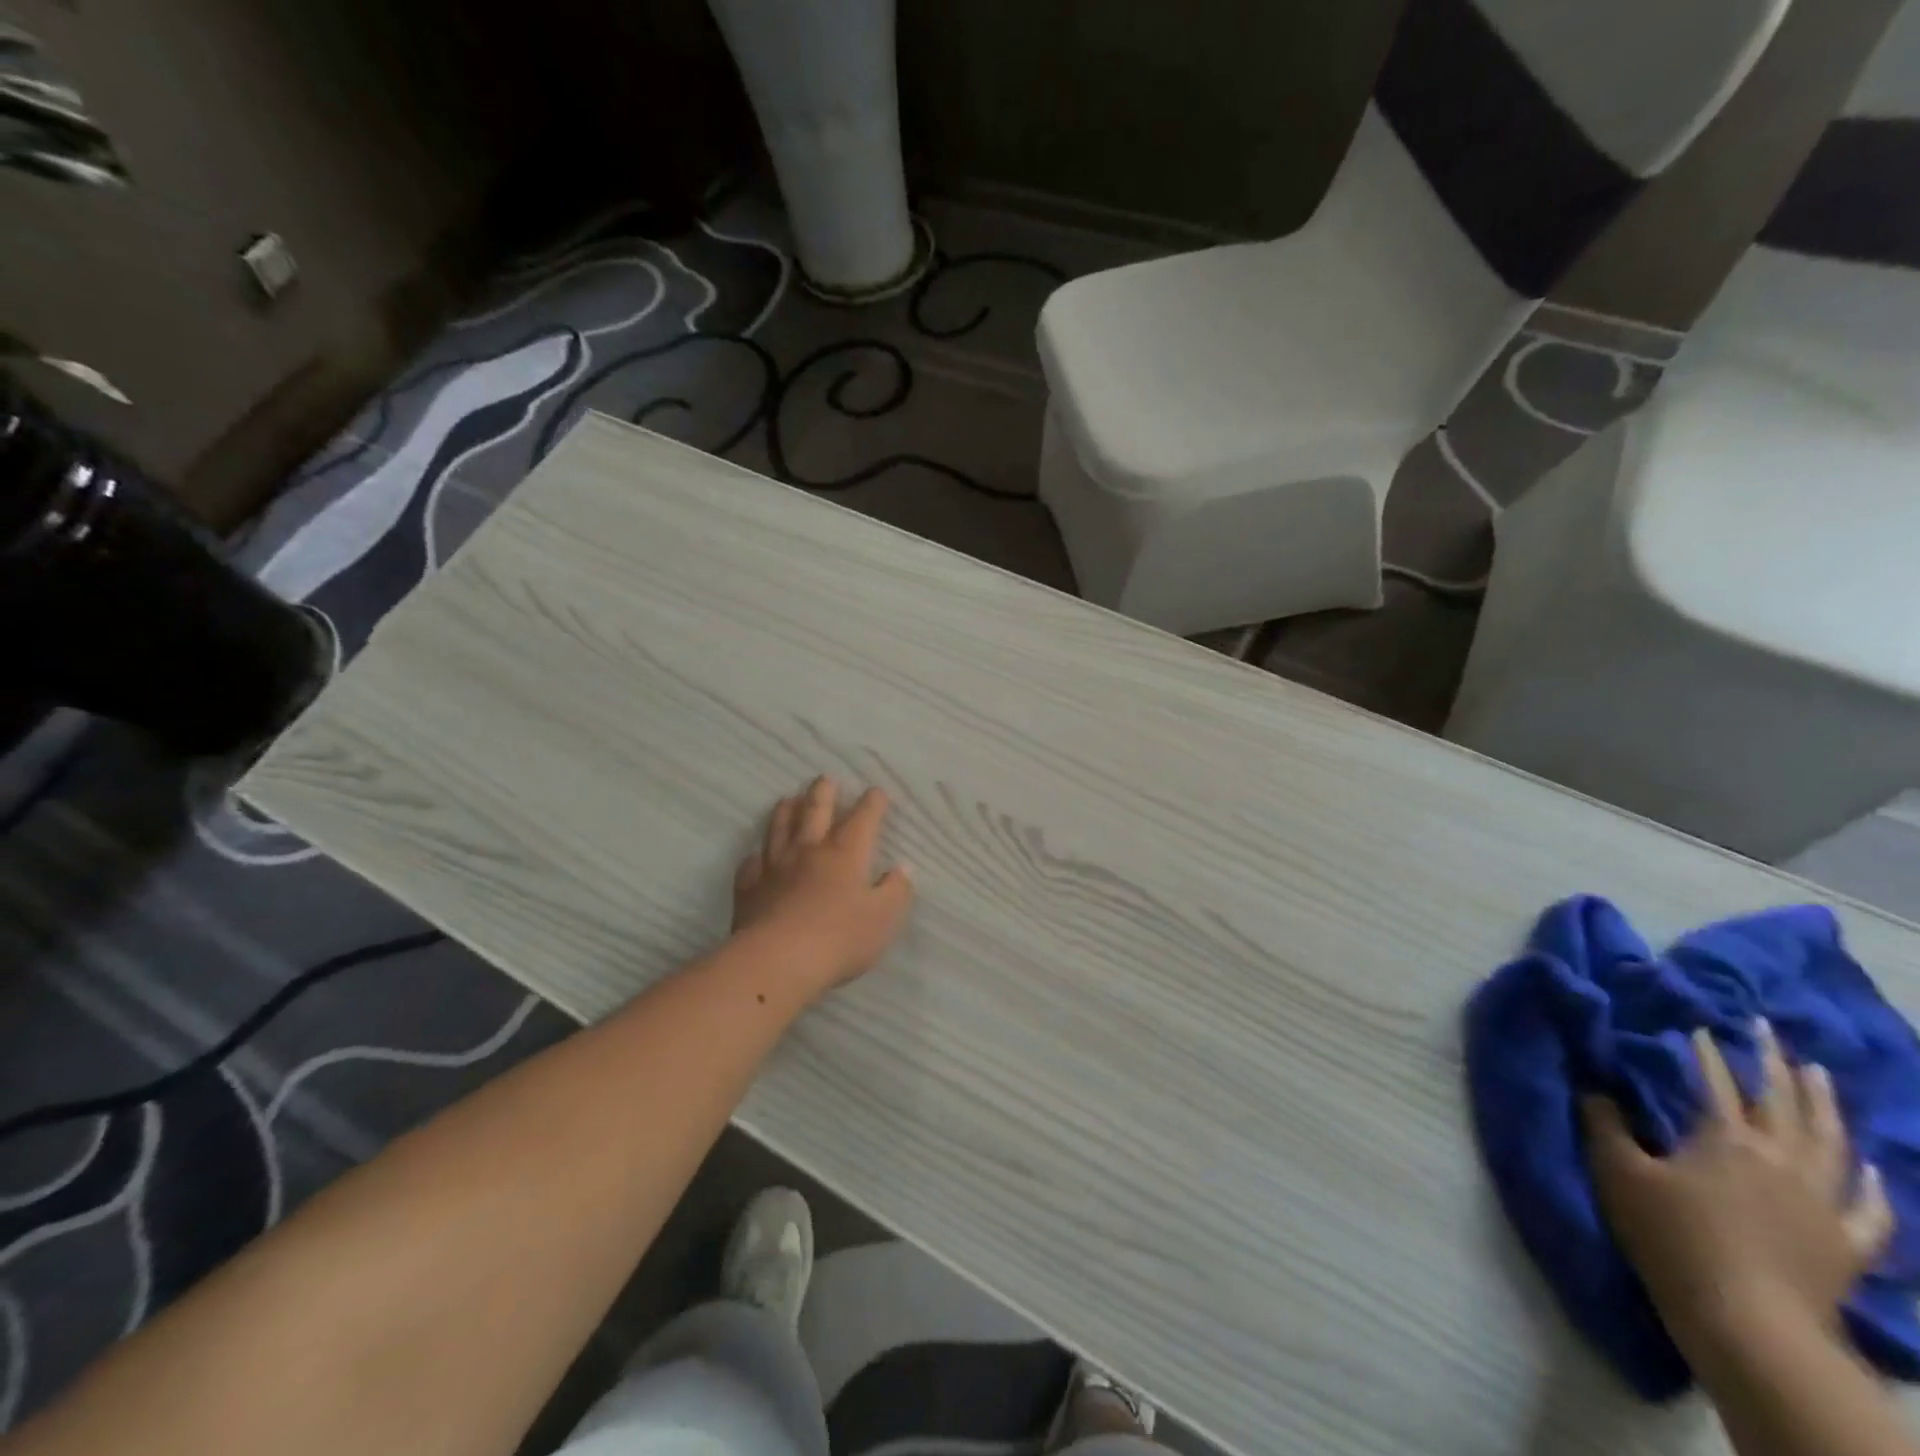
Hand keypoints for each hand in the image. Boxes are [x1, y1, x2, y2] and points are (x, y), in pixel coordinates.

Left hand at [731, 776, 914, 999]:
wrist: (778, 961)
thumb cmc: (840, 938)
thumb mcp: (884, 918)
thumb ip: (896, 891)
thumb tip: (901, 870)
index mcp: (846, 853)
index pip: (863, 818)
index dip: (872, 803)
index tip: (876, 792)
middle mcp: (809, 850)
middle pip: (815, 811)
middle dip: (823, 793)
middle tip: (825, 778)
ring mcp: (775, 868)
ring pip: (779, 829)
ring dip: (786, 811)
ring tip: (788, 799)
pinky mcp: (750, 890)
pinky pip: (751, 865)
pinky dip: (756, 857)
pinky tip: (757, 857)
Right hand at [1584, 1023, 1893, 1361]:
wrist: (1748, 1324)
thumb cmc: (1672, 1238)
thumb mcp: (1618, 1173)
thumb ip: (1603, 1123)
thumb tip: (1592, 1084)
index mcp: (1726, 1139)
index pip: (1716, 1082)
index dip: (1705, 1052)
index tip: (1698, 1026)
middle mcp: (1781, 1159)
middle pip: (1783, 1102)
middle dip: (1773, 1062)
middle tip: (1767, 1029)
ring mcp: (1822, 1202)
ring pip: (1830, 1141)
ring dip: (1823, 1103)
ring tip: (1817, 1073)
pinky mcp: (1845, 1243)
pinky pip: (1867, 1207)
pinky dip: (1867, 1180)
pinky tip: (1865, 1164)